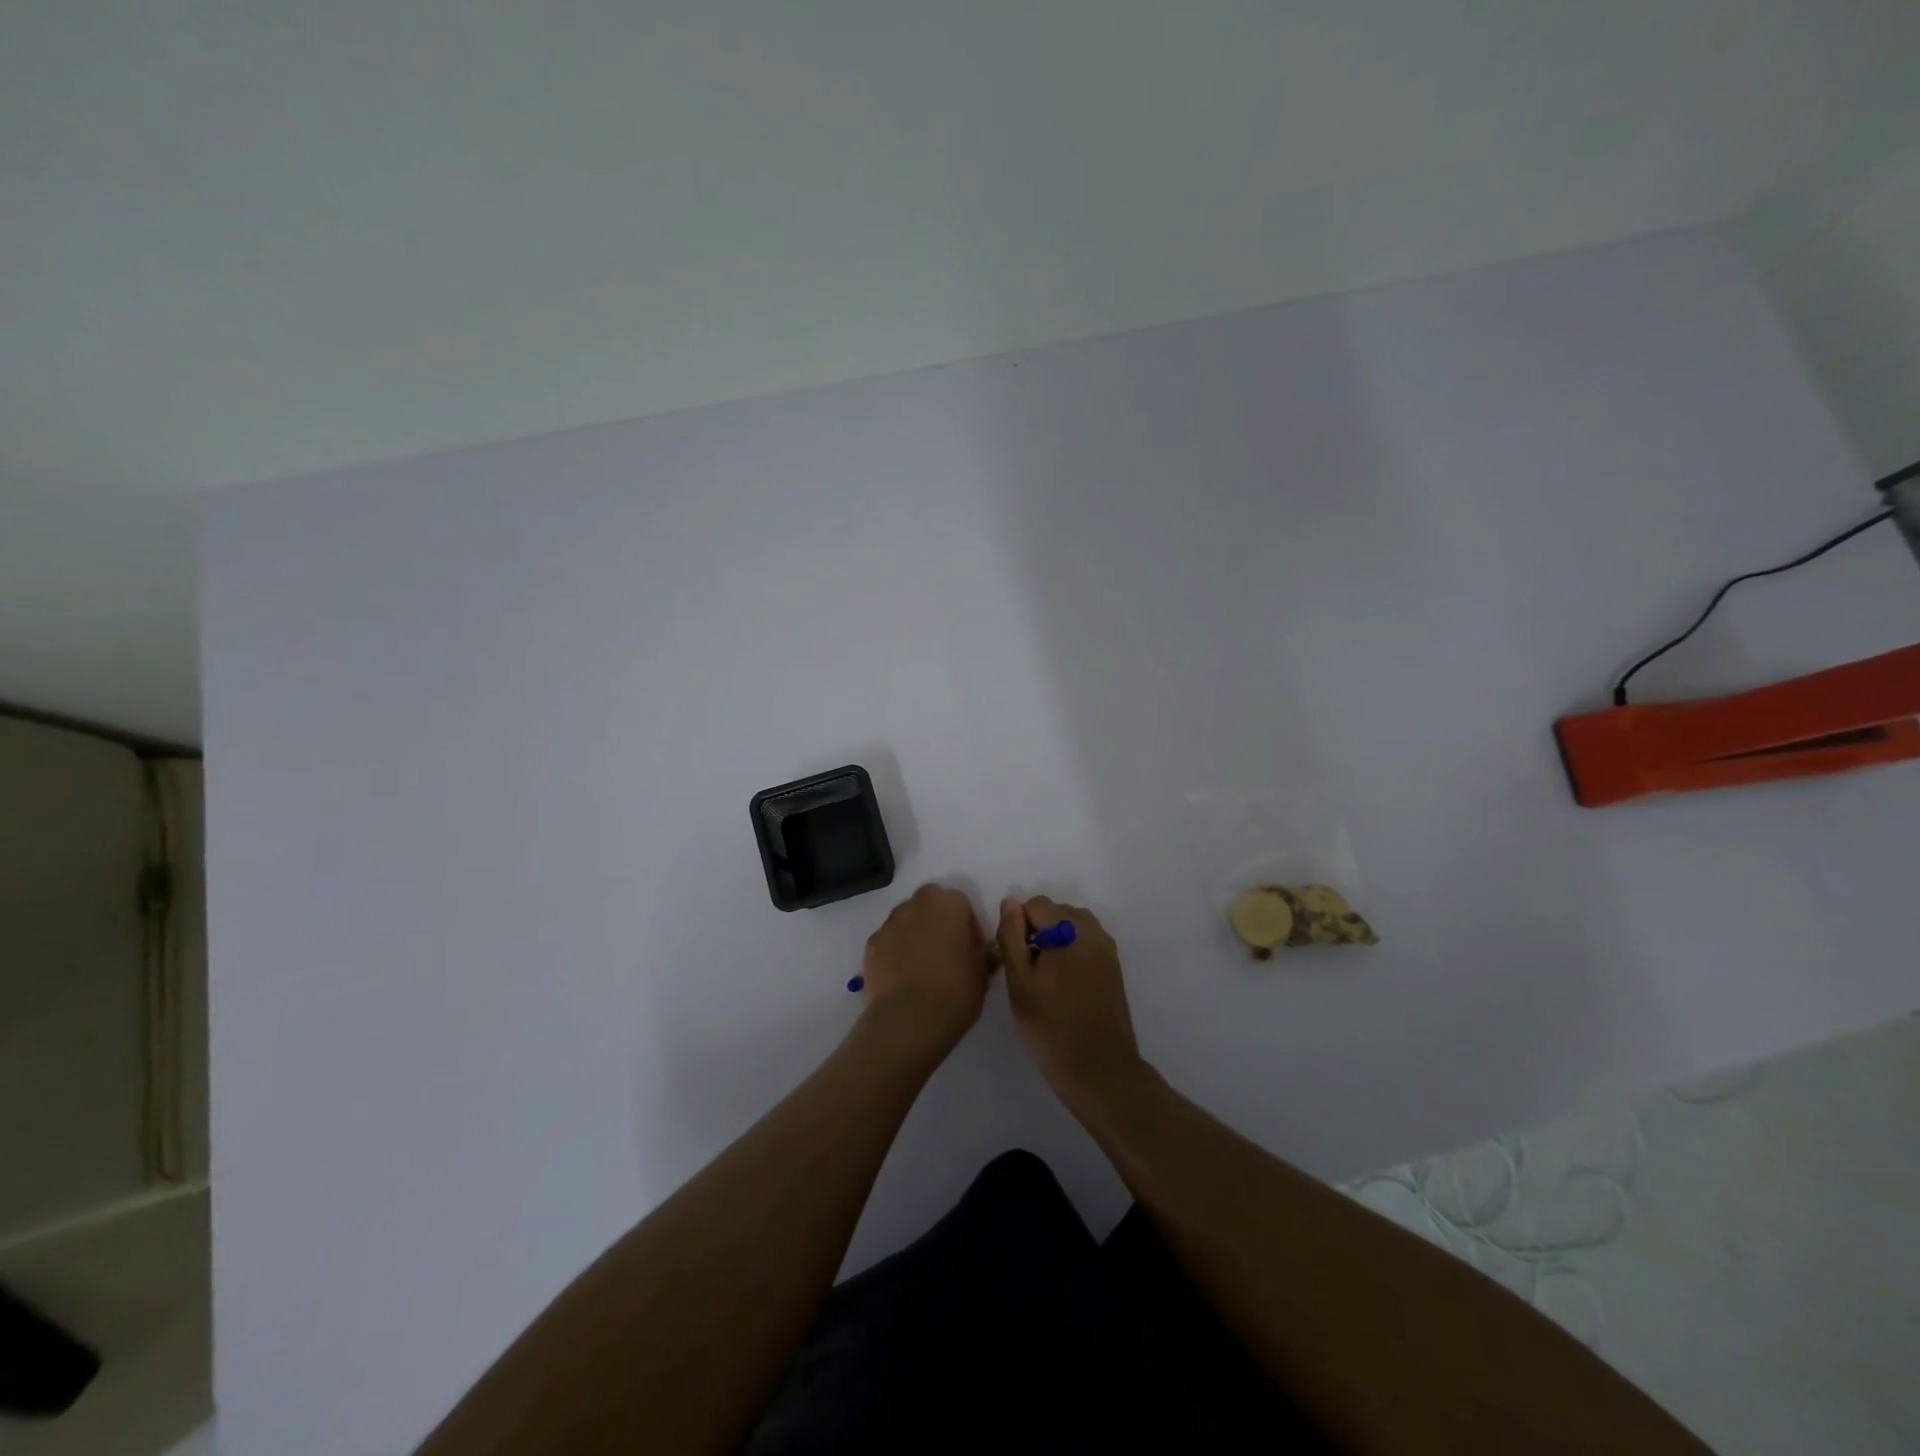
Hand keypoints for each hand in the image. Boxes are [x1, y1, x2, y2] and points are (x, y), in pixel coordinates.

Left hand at [856, 883, 993, 1065]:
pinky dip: (894, 952)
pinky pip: (888, 941)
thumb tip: (985, 950)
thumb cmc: (955, 991)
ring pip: (906, 919)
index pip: (961, 902)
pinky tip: (901, 978)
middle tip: (945, 951)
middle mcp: (916, 905)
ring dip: (914, 933)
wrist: (909, 1020)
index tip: (970, 949)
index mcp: (948, 904)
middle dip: (937, 920)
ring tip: (921, 967)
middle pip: (929, 902)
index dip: (968, 925)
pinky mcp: (871, 945)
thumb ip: (984, 954)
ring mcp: (890, 923)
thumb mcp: (983, 974)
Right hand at [996, 896, 1143, 1110]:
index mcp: (1070, 930)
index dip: (1017, 926)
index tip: (1012, 959)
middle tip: (1025, 971)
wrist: (1099, 1070)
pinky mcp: (1114, 967)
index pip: (1035, 905)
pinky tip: (1062, 986)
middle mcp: (1093, 931)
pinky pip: (1086, 944)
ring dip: (1054, 941)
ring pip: (1072, 927)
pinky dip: (1070, 953)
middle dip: (1036, 931)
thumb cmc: (1051, 1027)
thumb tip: (1010, 902)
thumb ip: (1012, 936)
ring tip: (1043, 978)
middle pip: (1056, 912)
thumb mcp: (1019, 982)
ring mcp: (1107, 949)